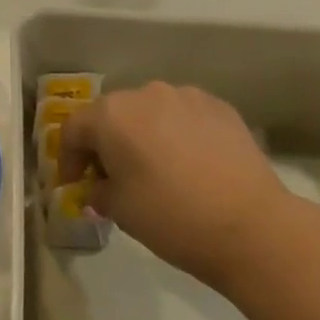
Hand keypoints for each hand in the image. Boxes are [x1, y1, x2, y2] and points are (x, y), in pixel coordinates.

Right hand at [60, 83, 289, 289]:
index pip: (73, 130)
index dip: (68, 159)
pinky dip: (177, 134)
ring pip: (150, 112)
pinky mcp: (220, 107)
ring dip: (143, 135)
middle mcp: (145, 93)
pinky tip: (189, 164)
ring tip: (155, 169)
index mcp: (112, 115)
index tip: (73, 186)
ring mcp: (186, 96)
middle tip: (112, 178)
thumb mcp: (120, 211)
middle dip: (106, 144)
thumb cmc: (171, 217)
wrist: (252, 226)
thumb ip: (99, 191)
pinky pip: (184, 116)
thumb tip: (99, 187)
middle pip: (112, 115)